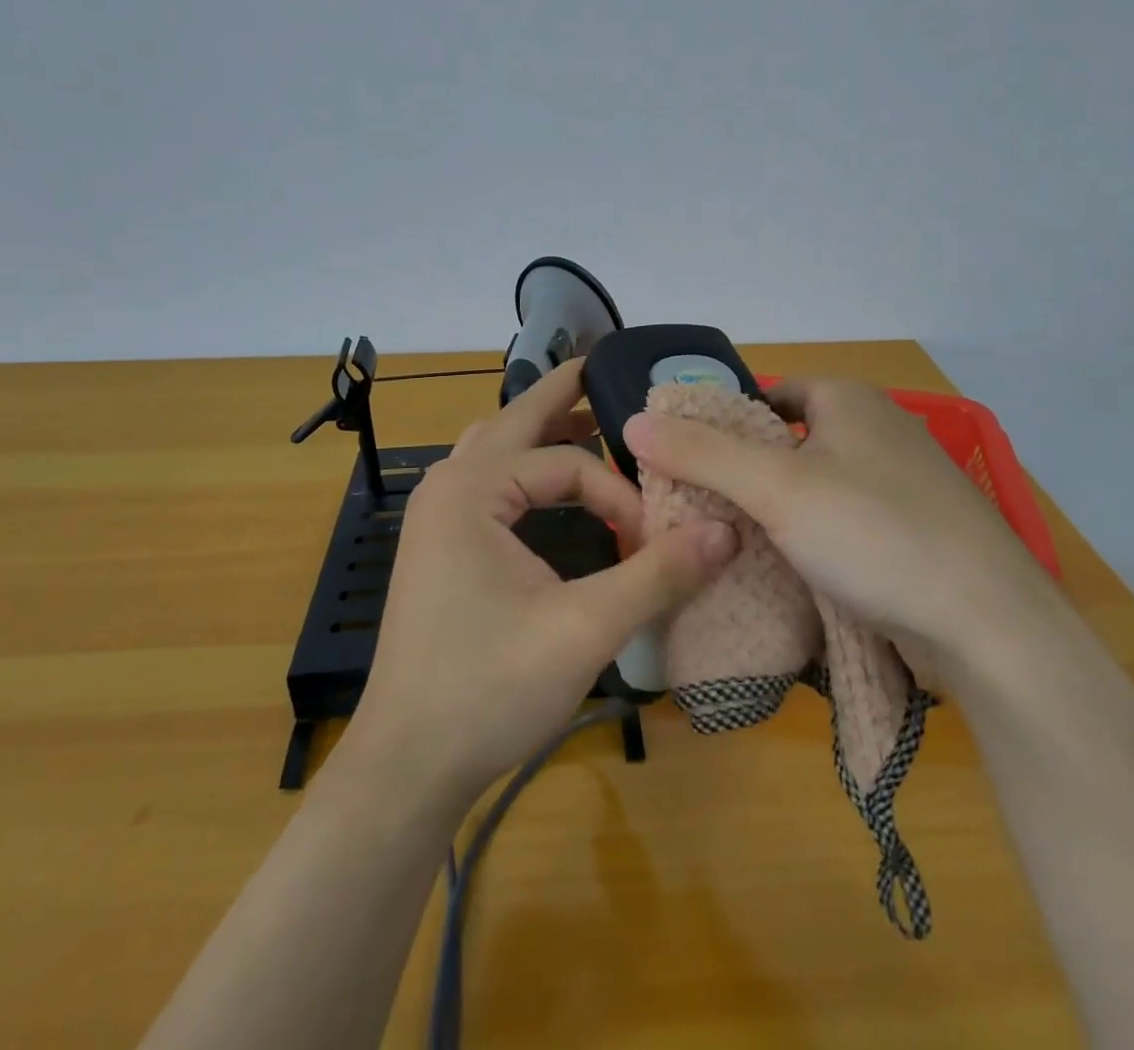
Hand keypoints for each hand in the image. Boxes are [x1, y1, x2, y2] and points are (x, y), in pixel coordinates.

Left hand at [344, 360, 738, 808]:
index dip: (619, 496)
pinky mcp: (437, 547)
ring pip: (494, 448)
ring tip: (588, 421)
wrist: (406, 765)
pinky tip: (547, 487)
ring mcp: (435, 517)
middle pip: (514, 421)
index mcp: (472, 489)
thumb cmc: (488, 690)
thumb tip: (727, 531)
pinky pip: (485, 481)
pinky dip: (522, 467)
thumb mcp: (584, 630)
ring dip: (540, 431)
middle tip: (606, 369)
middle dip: (563, 397)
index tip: (655, 543)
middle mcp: (447, 487)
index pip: (567, 465)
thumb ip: (658, 575)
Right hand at [621, 377, 1048, 666]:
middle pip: (787, 444)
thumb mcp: (775, 487)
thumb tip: (633, 421)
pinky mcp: (912, 533)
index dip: (724, 427)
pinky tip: (786, 573)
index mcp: (849, 399)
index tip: (688, 469)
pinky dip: (811, 542)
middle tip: (699, 514)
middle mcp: (877, 430)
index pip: (766, 397)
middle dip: (744, 478)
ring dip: (776, 515)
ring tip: (730, 547)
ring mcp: (900, 484)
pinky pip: (841, 525)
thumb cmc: (875, 533)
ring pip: (813, 489)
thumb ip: (702, 452)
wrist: (990, 627)